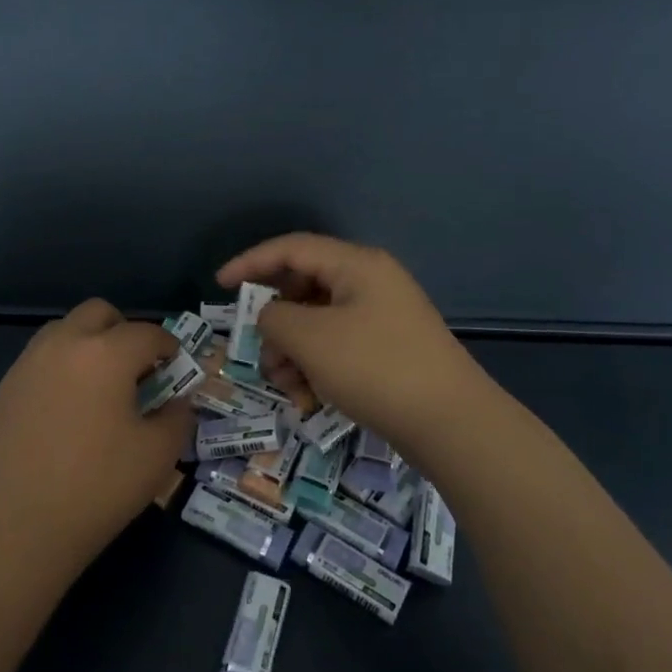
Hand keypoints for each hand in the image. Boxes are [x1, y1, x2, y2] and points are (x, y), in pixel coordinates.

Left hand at [0, 299, 193, 585]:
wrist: (12, 528)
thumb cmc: (96, 488)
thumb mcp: (157, 456)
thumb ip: (177, 417)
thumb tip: (178, 400)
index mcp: (106, 353)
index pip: (148, 333)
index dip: (169, 348)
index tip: (177, 369)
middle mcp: (64, 344)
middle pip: (99, 313)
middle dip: (124, 331)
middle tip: (137, 370)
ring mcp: (28, 363)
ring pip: (65, 330)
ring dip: (89, 344)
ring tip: (101, 388)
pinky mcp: (4, 388)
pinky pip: (41, 358)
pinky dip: (62, 367)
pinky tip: (68, 410)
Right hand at [217, 233, 495, 457]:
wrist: (451, 423)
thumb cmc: (375, 367)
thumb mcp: (311, 338)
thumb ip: (274, 317)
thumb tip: (270, 316)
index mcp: (356, 264)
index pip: (292, 248)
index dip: (251, 262)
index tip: (220, 285)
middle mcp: (370, 282)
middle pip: (304, 286)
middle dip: (275, 320)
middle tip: (260, 349)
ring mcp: (382, 317)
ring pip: (318, 321)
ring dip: (293, 349)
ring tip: (286, 384)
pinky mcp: (388, 349)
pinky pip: (338, 345)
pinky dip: (317, 365)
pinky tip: (309, 397)